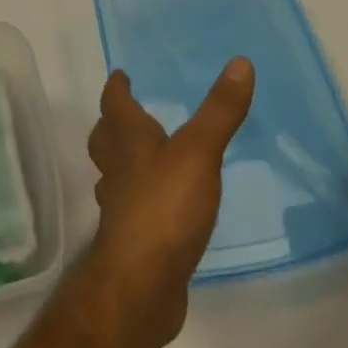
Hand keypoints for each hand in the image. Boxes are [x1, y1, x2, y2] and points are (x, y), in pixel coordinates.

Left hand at [81, 59, 254, 347]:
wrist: (140, 285)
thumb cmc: (164, 207)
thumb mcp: (199, 152)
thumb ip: (220, 111)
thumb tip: (241, 62)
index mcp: (128, 140)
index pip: (114, 103)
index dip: (117, 88)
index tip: (120, 76)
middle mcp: (117, 168)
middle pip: (105, 138)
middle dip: (113, 123)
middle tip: (126, 114)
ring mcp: (120, 207)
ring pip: (113, 173)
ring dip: (122, 161)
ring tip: (142, 158)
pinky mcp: (131, 241)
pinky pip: (130, 208)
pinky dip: (138, 199)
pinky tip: (159, 207)